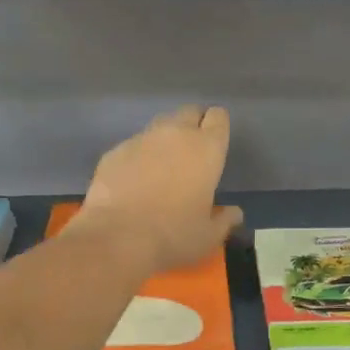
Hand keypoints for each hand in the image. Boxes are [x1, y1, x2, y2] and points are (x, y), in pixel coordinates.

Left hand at [78, 105, 242, 274]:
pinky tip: (133, 180)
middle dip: (192, 125)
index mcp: (206, 149)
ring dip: (164, 138)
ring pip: (159, 125)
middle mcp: (176, 134)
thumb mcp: (209, 235)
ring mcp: (142, 139)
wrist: (117, 238)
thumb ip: (224, 219)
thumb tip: (234, 213)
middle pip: (189, 112)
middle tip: (190, 152)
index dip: (217, 126)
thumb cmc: (173, 235)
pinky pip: (133, 145)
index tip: (214, 143)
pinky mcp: (115, 150)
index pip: (218, 117)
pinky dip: (138, 156)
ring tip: (161, 166)